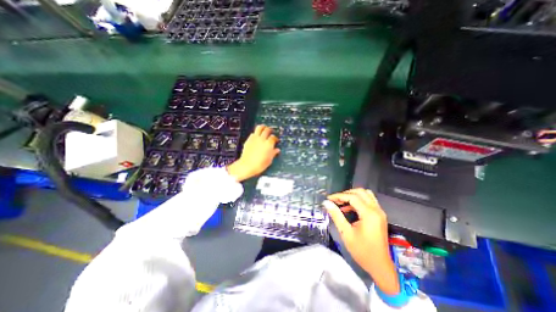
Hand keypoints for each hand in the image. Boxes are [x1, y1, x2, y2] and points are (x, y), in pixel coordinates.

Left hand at [226, 124, 279, 182]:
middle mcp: (262, 139)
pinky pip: (253, 133)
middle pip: (267, 130)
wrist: (247, 165)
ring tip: (264, 129)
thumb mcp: (269, 160)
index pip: (273, 137)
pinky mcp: (248, 139)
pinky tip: (257, 137)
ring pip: (259, 128)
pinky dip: (256, 133)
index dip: (275, 138)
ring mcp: (255, 138)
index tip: (276, 140)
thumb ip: (273, 153)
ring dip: (263, 127)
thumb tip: (277, 150)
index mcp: (268, 144)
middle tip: (271, 132)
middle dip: (270, 130)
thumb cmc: (260, 165)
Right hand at [326, 188, 400, 293]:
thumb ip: (336, 215)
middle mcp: (376, 210)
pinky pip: (368, 201)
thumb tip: (326, 203)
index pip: (352, 197)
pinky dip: (358, 201)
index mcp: (369, 214)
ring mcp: (379, 212)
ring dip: (353, 195)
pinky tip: (348, 208)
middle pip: (360, 192)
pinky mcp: (379, 216)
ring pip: (366, 194)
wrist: (380, 266)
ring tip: (341, 202)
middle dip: (346, 193)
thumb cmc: (362, 251)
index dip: (339, 196)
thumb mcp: (346, 233)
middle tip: (335, 200)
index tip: (329, 198)